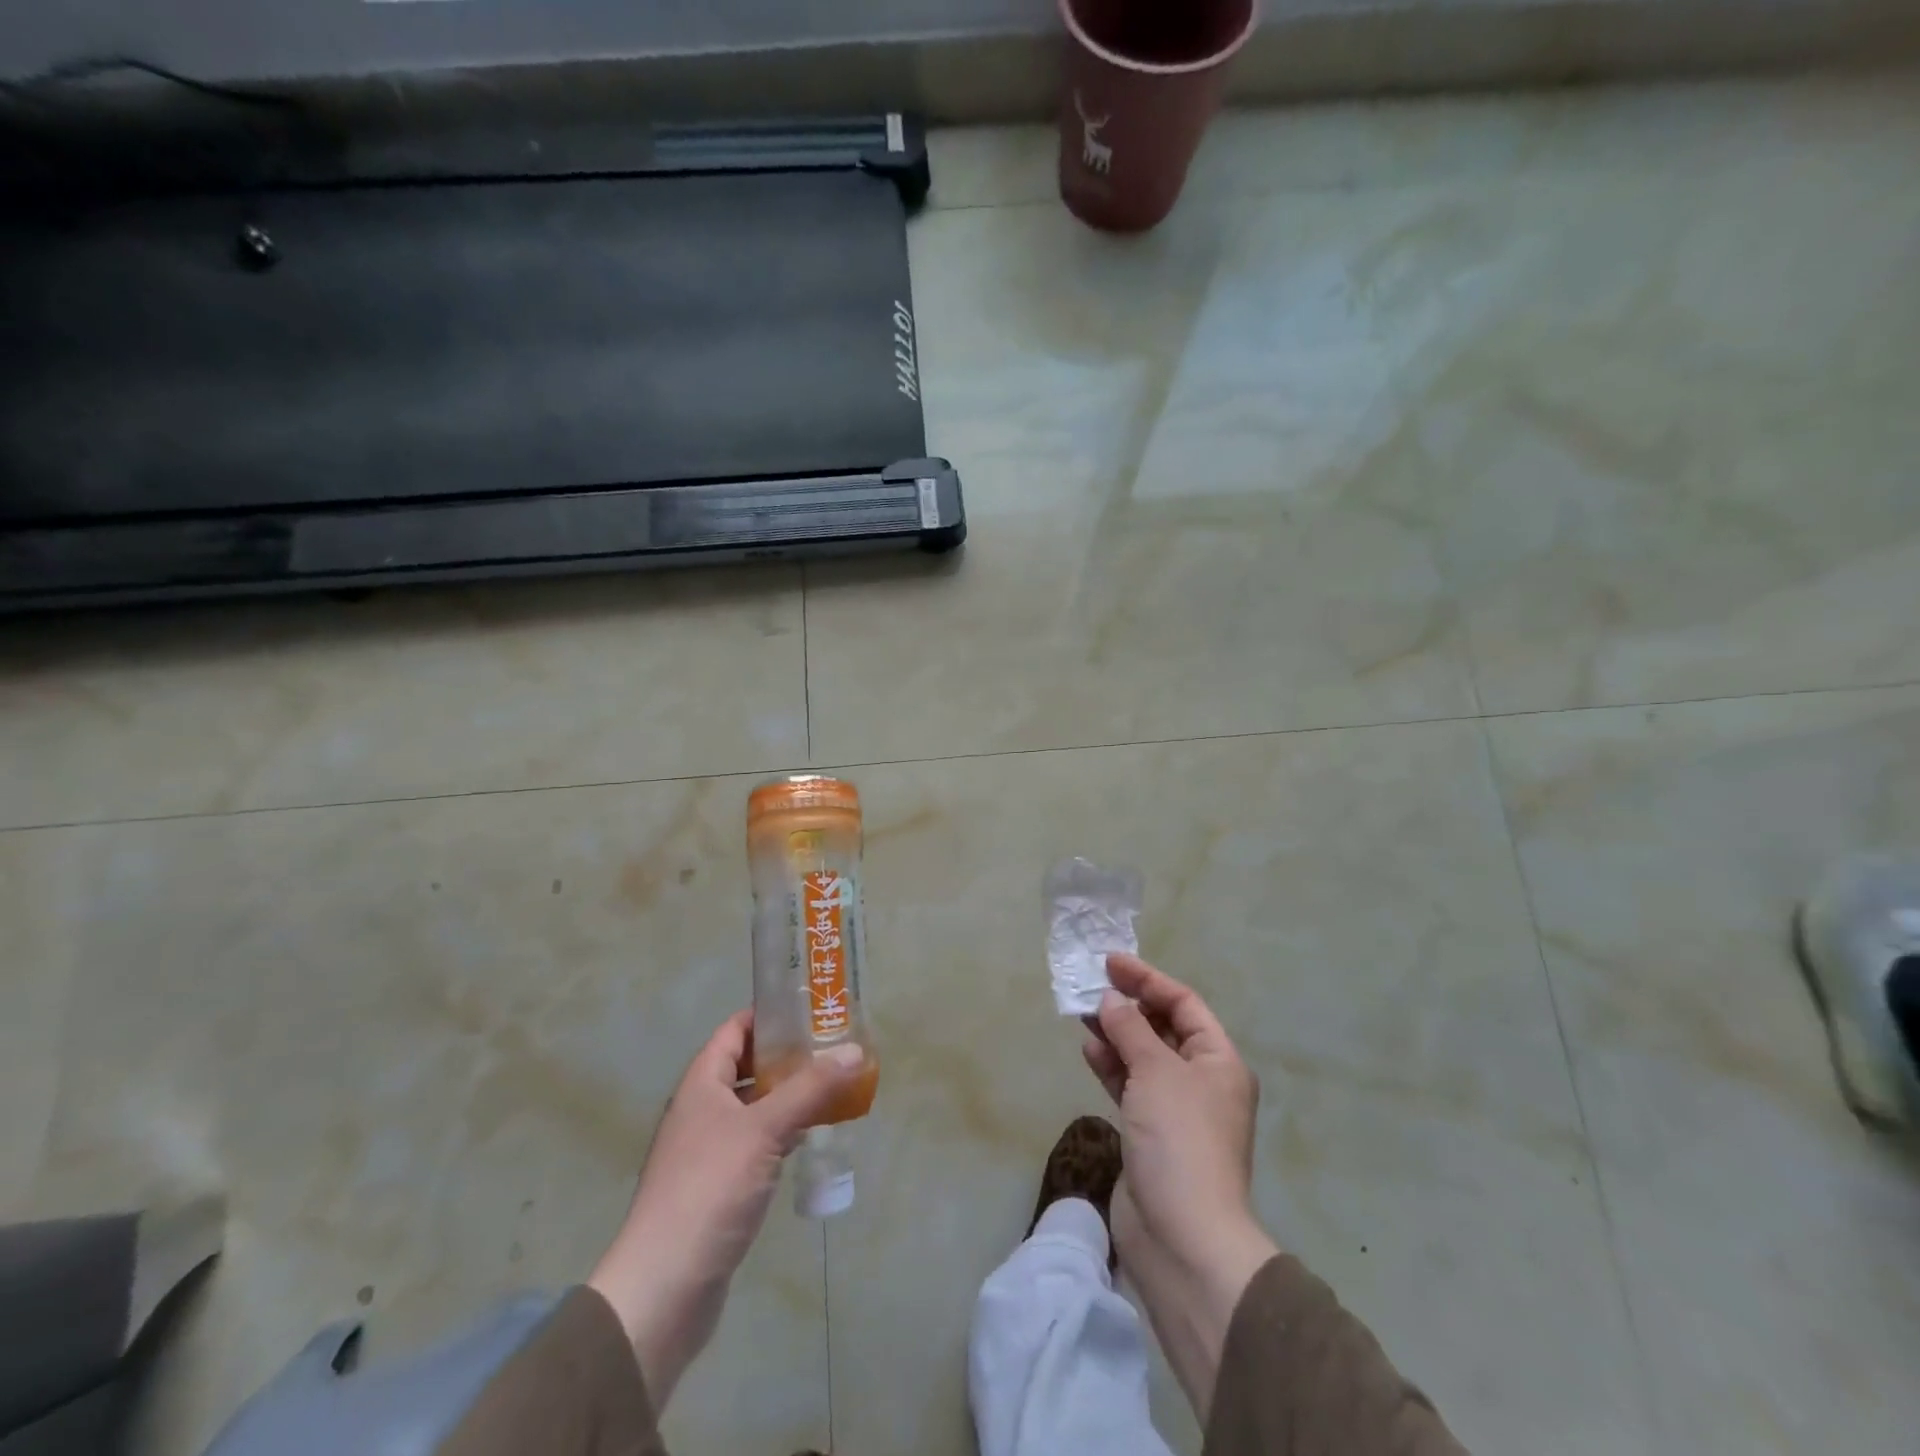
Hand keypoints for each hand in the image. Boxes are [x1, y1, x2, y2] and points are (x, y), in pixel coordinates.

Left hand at [588, 1011, 865, 1408]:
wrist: (663, 1288)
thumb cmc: (709, 1190)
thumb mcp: (764, 1129)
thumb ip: (810, 1088)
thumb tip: (854, 1049)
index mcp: (701, 1084)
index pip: (735, 1030)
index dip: (769, 1016)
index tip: (812, 1009)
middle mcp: (701, 1110)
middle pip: (746, 1067)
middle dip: (788, 1057)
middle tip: (833, 1048)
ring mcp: (707, 1150)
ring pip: (754, 1108)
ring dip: (788, 1097)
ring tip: (833, 1086)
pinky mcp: (718, 1187)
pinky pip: (756, 1144)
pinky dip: (782, 1133)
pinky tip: (811, 1137)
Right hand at [1082, 953, 1277, 1419]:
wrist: (1182, 1238)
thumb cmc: (1179, 1141)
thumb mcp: (1156, 1072)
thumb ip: (1130, 1029)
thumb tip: (1111, 1000)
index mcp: (1218, 1061)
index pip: (1183, 1003)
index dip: (1147, 979)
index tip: (1110, 962)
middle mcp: (1201, 1080)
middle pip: (1163, 1028)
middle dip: (1129, 1005)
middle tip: (1091, 984)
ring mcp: (1175, 1109)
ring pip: (1143, 1056)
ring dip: (1116, 1033)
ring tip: (1083, 1012)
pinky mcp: (1150, 1134)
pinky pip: (1130, 1085)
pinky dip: (1111, 1065)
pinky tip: (1089, 1050)